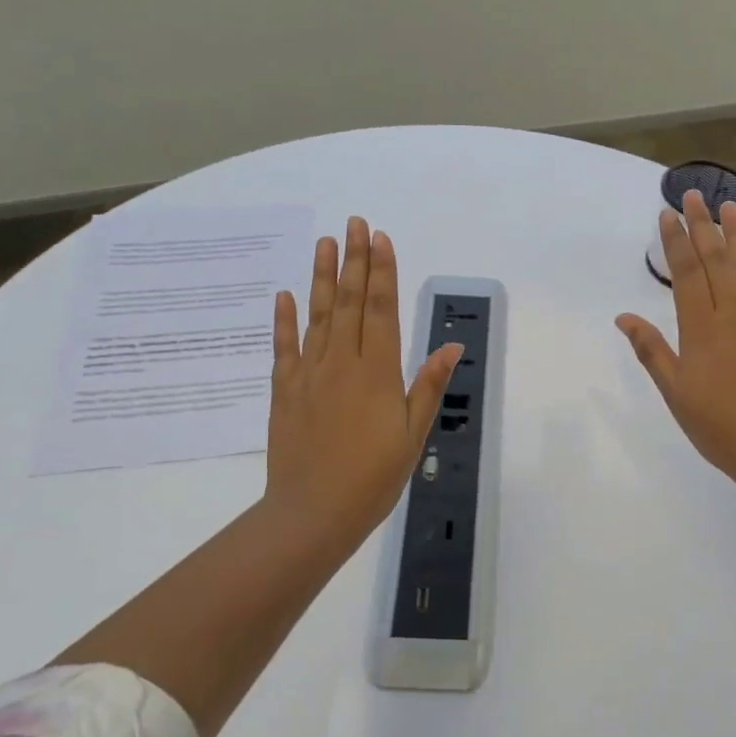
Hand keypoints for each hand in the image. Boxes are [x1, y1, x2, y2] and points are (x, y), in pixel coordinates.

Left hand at [264, 217, 462, 556]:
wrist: (313, 512)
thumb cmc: (373, 477)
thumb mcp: (413, 435)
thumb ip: (427, 386)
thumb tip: (451, 346)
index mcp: (376, 372)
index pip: (381, 310)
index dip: (382, 272)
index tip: (381, 239)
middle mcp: (341, 362)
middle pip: (350, 302)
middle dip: (355, 260)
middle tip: (355, 224)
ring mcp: (309, 374)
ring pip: (317, 315)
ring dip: (323, 277)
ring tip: (325, 243)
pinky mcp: (285, 390)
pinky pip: (284, 347)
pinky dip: (284, 319)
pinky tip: (286, 295)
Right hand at [617, 190, 735, 497]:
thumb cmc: (719, 427)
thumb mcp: (676, 394)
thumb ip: (652, 351)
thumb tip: (624, 317)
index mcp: (702, 329)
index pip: (687, 273)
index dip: (676, 241)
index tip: (668, 213)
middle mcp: (734, 315)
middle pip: (718, 260)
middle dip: (704, 225)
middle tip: (696, 194)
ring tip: (732, 206)